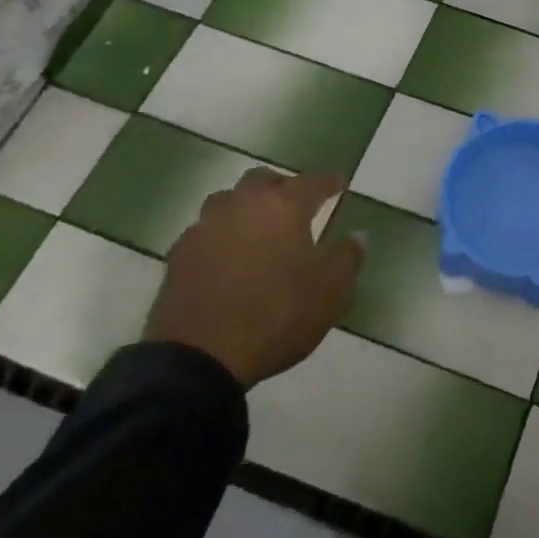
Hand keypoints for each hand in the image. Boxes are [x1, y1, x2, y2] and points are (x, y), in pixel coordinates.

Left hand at [144, 168, 362, 388]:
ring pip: (228, 201)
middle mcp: (243, 206)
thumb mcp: (330, 293)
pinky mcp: (179, 255)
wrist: (199, 356)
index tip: (340, 182)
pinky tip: (226, 255)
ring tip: (258, 226)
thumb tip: (359, 235)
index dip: (329, 181)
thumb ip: (348, 258)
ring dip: (246, 206)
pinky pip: (205, 231)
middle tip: (296, 203)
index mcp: (283, 208)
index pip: (312, 182)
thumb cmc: (276, 316)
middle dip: (283, 187)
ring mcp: (205, 228)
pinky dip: (221, 235)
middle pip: (263, 180)